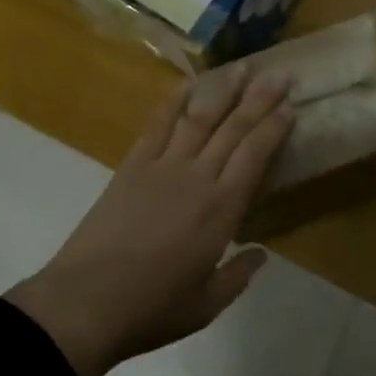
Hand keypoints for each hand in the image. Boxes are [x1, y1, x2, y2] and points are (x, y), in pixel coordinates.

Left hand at [7, 66, 291, 375]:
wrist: (85, 303)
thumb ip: (238, 276)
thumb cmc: (152, 308)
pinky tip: (187, 84)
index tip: (290, 106)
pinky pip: (157, 124)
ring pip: (200, 118)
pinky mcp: (132, 165)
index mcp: (221, 210)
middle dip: (260, 98)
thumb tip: (262, 254)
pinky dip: (173, 101)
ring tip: (242, 66)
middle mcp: (198, 177)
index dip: (275, 128)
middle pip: (234, 128)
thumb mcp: (206, 305)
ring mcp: (163, 166)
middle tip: (280, 74)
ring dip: (223, 90)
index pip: (255, 155)